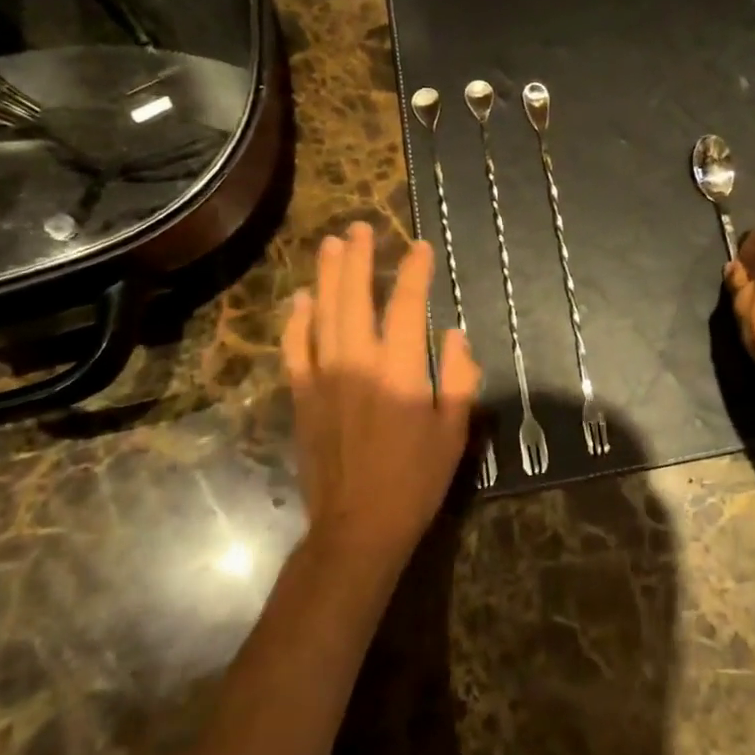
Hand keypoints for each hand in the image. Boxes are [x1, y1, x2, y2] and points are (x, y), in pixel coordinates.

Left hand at [282, 222, 479, 572]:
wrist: (357, 527)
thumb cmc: (415, 480)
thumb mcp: (454, 432)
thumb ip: (458, 378)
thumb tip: (452, 335)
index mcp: (399, 371)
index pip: (406, 307)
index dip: (413, 272)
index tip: (420, 247)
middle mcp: (357, 364)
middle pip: (354, 298)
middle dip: (358, 259)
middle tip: (359, 228)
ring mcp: (323, 378)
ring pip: (322, 315)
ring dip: (327, 276)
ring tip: (332, 244)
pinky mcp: (302, 397)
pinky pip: (295, 349)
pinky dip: (297, 320)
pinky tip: (301, 298)